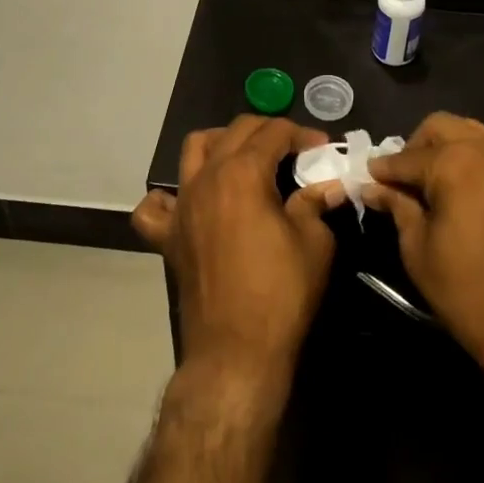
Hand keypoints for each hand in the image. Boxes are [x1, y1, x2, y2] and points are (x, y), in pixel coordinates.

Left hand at [132, 116, 347, 380]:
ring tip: (245, 159)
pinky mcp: (168, 235)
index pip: (274, 132)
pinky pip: (155, 206)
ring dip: (222, 143)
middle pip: (236, 131)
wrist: (236, 352)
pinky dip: (169, 198)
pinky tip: (190, 203)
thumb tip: (328, 186)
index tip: (323, 148)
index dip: (302, 134)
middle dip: (269, 131)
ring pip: (194, 149)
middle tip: (294, 151)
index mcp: (243, 172)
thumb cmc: (281, 293)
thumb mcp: (315, 243)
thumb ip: (316, 203)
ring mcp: (182, 205)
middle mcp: (207, 177)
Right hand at [360, 114, 483, 364]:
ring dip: (446, 148)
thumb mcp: (418, 250)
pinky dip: (473, 158)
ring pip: (470, 132)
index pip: (407, 157)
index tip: (368, 178)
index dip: (384, 169)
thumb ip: (397, 207)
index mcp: (456, 163)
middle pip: (441, 127)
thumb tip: (373, 187)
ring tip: (431, 181)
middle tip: (402, 178)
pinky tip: (461, 187)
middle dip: (415, 147)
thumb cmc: (468, 291)